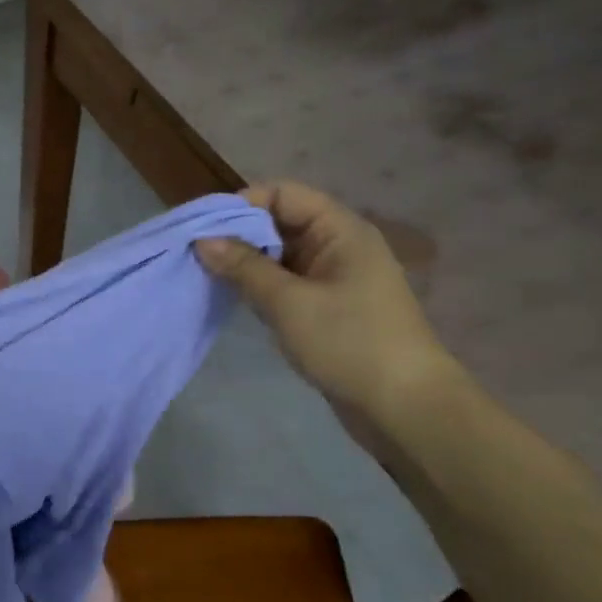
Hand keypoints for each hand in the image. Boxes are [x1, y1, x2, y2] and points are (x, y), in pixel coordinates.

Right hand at [195, 182, 456, 417]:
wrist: (404, 407)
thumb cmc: (349, 343)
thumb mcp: (289, 302)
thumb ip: (244, 267)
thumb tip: (203, 240)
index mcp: (340, 231)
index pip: (283, 194)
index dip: (242, 204)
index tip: (204, 228)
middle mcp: (338, 246)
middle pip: (280, 222)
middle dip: (238, 234)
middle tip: (197, 255)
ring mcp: (334, 278)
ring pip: (280, 255)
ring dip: (246, 262)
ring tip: (207, 276)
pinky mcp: (327, 307)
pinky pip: (286, 283)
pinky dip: (260, 285)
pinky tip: (234, 298)